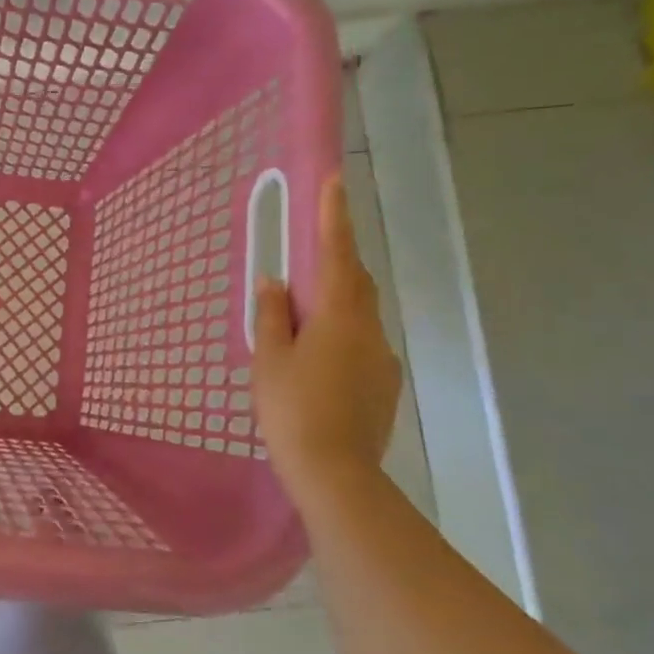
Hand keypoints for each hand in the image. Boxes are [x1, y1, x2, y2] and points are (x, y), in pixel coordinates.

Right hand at [252, 173, 402, 497]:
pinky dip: (341, 339)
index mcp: (338, 315)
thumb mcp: (269, 360)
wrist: (335, 474)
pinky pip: (361, 346)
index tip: (336, 180)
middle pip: (354, 282)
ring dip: (335, 306)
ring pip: (358, 316)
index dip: (335, 216)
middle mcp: (369, 329)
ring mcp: (382, 359)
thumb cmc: (293, 409)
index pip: (337, 253)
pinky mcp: (385, 386)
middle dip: (335, 262)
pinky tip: (317, 366)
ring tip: (301, 325)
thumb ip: (271, 316)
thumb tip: (274, 283)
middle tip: (306, 261)